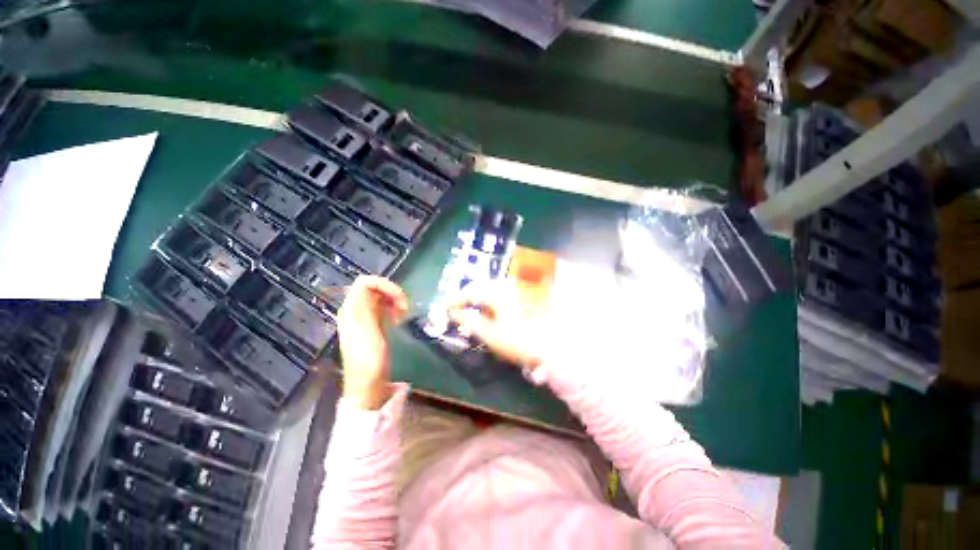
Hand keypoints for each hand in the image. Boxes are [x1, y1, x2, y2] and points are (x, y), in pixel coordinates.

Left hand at [337, 276, 408, 409]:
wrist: (368, 384)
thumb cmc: (368, 359)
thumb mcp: (367, 331)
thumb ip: (364, 306)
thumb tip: (366, 282)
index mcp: (351, 310)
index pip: (364, 282)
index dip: (384, 284)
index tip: (400, 297)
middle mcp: (356, 311)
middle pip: (374, 288)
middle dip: (391, 292)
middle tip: (404, 306)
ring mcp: (365, 318)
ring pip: (381, 297)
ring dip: (394, 300)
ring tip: (403, 313)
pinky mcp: (374, 325)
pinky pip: (384, 308)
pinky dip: (394, 309)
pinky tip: (399, 319)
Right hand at [446, 281, 545, 370]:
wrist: (551, 347)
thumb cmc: (518, 341)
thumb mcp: (490, 334)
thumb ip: (469, 321)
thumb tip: (453, 313)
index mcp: (498, 292)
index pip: (471, 290)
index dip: (456, 299)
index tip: (445, 308)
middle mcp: (508, 285)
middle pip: (481, 286)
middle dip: (467, 296)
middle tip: (456, 307)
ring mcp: (518, 290)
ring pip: (492, 289)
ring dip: (479, 297)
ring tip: (471, 309)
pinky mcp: (525, 296)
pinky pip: (502, 293)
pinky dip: (491, 300)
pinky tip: (490, 311)